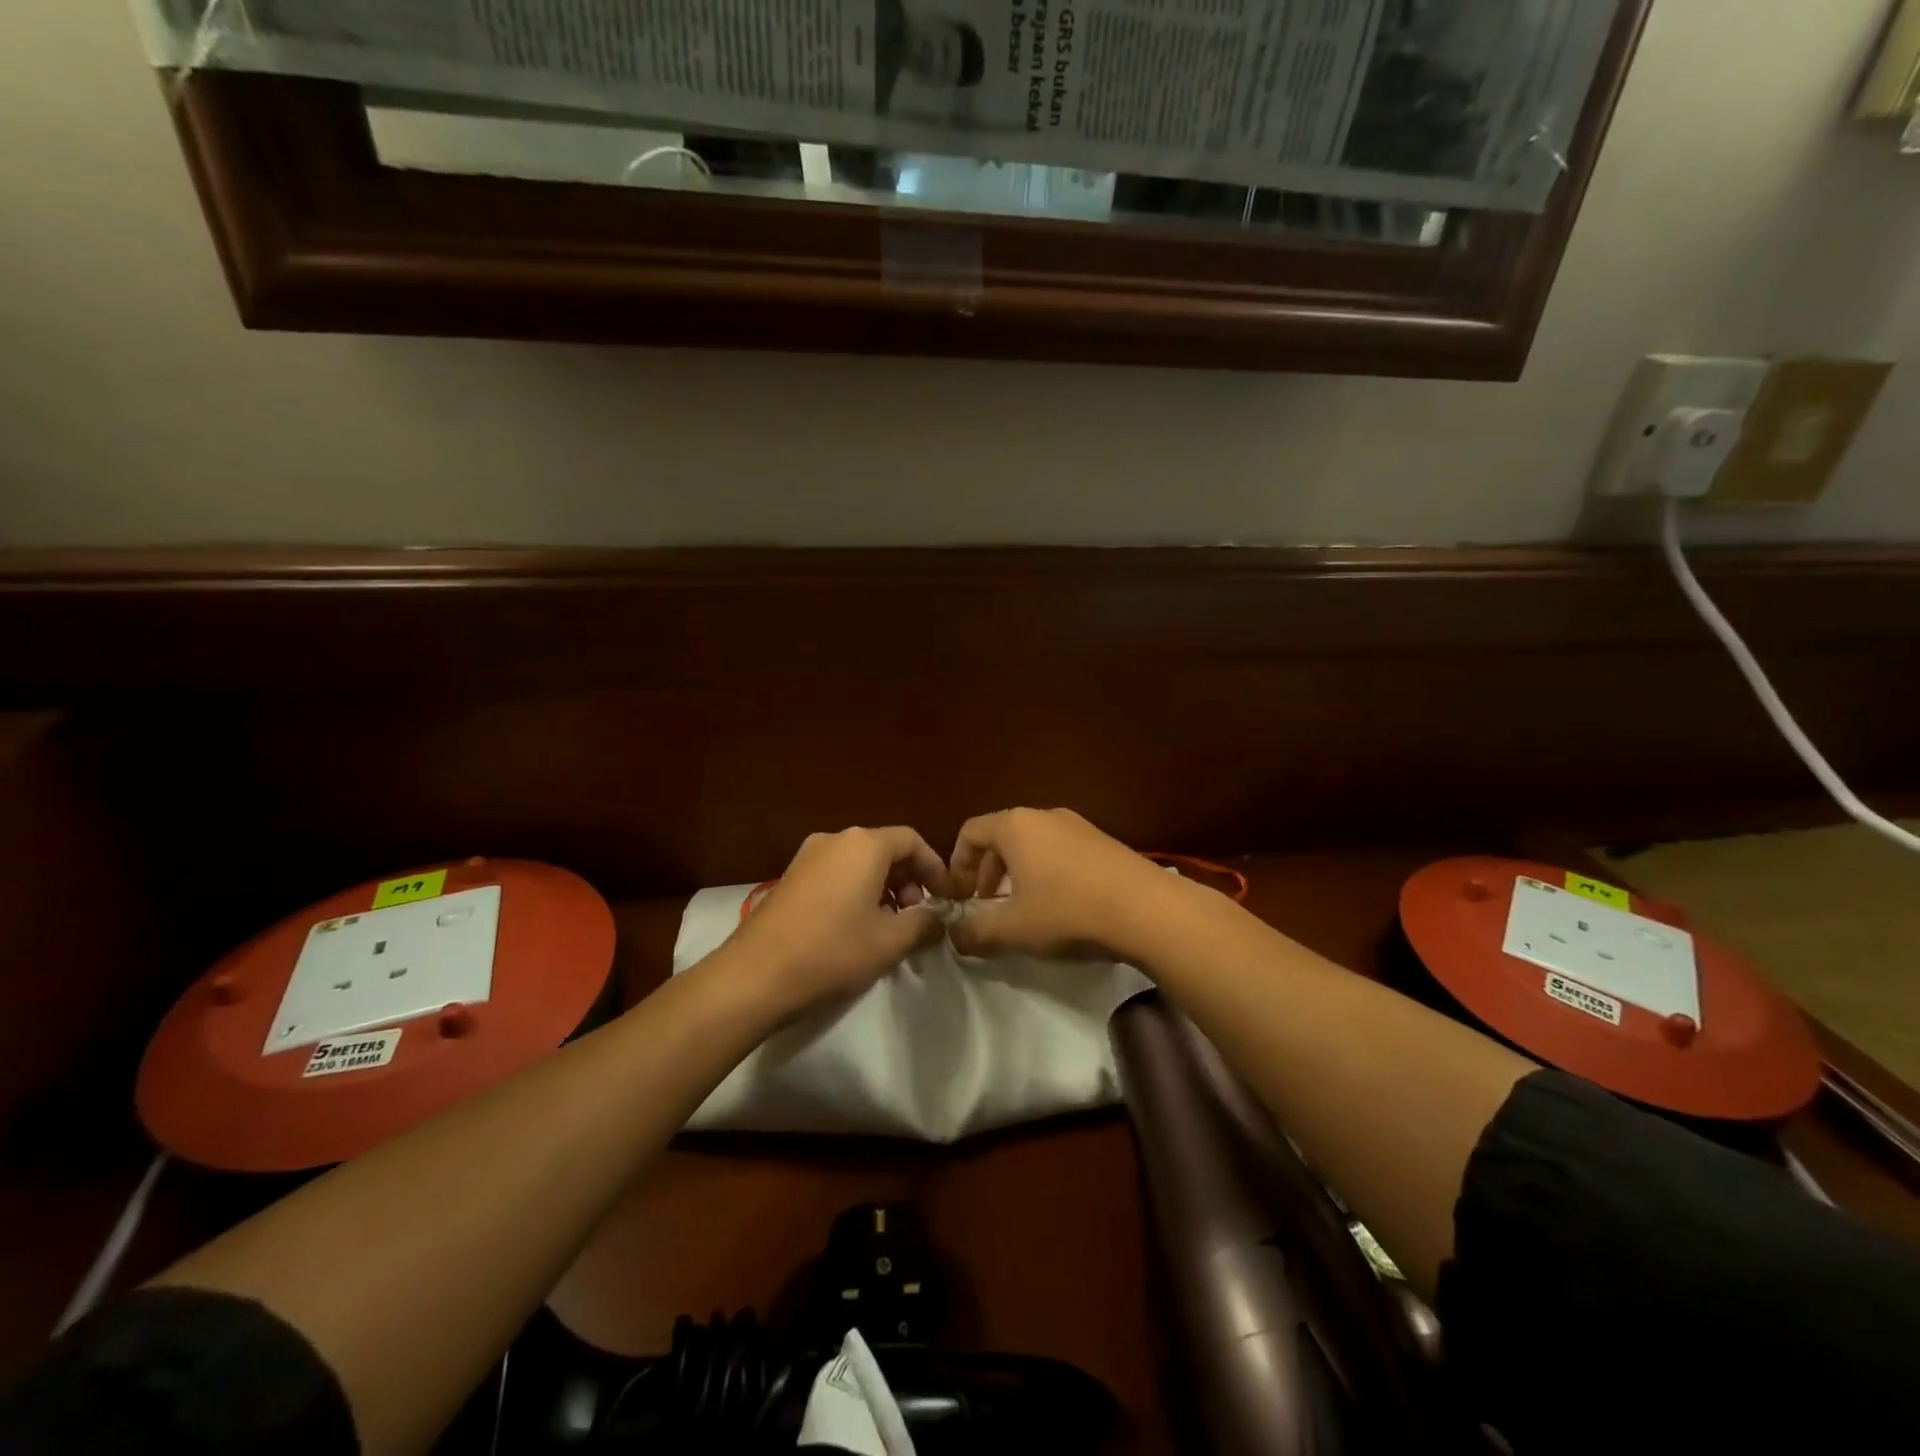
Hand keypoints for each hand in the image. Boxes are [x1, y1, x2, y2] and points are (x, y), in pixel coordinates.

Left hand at [728, 826, 950, 1015]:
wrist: (754, 976)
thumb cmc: (831, 952)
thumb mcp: (889, 942)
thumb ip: (924, 924)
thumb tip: (940, 918)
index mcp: (864, 845)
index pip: (912, 841)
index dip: (934, 868)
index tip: (945, 898)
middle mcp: (835, 839)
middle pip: (885, 848)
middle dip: (909, 879)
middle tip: (917, 915)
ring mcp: (807, 856)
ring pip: (859, 862)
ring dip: (883, 887)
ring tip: (890, 925)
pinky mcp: (790, 876)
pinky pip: (836, 873)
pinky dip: (856, 890)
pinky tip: (857, 926)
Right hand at [947, 808, 1173, 960]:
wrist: (1149, 910)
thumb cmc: (1068, 912)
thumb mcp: (1013, 930)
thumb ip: (974, 932)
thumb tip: (954, 935)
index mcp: (1016, 826)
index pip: (970, 832)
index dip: (956, 865)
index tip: (959, 898)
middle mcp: (1045, 816)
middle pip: (1001, 837)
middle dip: (987, 872)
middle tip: (987, 906)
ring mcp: (1079, 826)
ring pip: (1033, 844)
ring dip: (1018, 874)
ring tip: (1023, 910)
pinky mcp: (1104, 842)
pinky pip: (1061, 851)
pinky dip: (1047, 873)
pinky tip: (1061, 907)